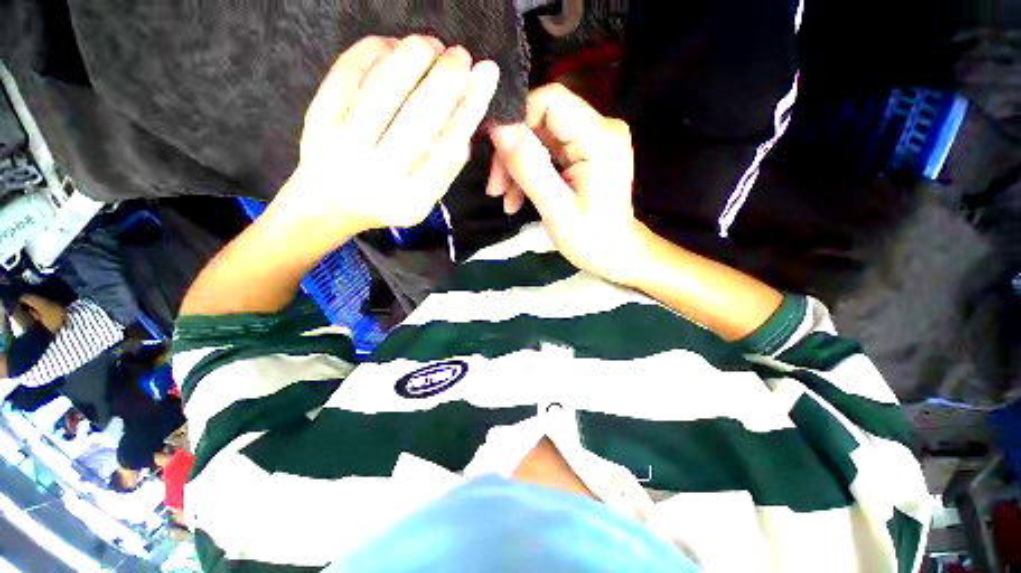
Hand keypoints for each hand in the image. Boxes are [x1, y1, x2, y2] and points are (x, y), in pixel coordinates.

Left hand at [267, 35, 499, 250]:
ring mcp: (346, 144)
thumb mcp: (426, 196)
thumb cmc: (388, 198)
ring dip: (415, 55)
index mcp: (412, 198)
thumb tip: (471, 108)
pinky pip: (350, 70)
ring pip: (386, 86)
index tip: (485, 74)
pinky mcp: (320, 117)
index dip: (469, 108)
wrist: (330, 203)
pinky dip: (377, 49)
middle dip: (446, 75)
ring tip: (431, 47)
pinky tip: (395, 47)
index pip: (448, 150)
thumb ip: (449, 164)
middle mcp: (380, 173)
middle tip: (460, 56)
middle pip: (420, 116)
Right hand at [489, 84, 644, 285]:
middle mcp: (600, 129)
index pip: (550, 100)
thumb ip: (530, 168)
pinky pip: (549, 152)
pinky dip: (531, 173)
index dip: (516, 120)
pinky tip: (519, 197)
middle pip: (542, 120)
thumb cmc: (591, 240)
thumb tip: (499, 129)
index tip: (496, 155)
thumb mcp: (556, 209)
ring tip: (506, 200)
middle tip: (496, 188)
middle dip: (513, 152)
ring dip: (518, 167)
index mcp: (599, 138)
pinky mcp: (586, 153)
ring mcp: (593, 141)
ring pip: (540, 137)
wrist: (617, 254)